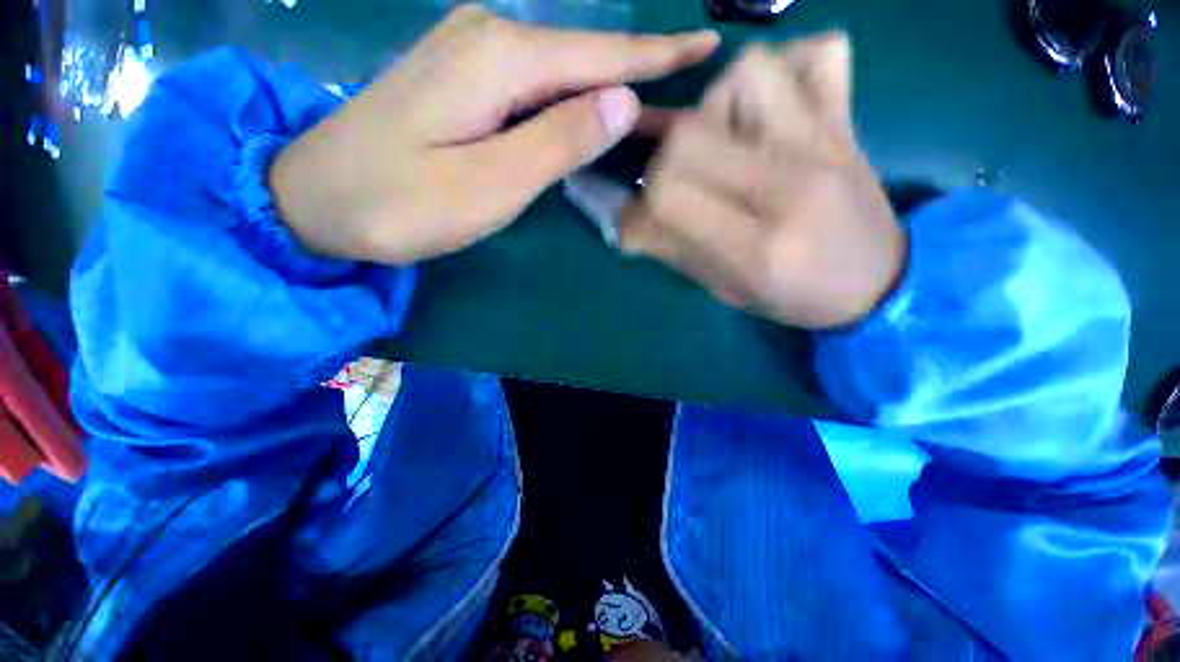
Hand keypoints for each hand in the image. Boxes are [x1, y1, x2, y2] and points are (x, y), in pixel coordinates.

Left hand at [270, 5, 718, 264]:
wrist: (318, 200)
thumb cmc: (401, 203)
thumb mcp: (488, 185)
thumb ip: (557, 143)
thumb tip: (622, 103)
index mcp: (501, 60)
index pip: (602, 56)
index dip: (658, 56)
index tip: (706, 47)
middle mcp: (490, 38)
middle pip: (585, 60)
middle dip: (639, 79)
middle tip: (686, 101)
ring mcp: (472, 56)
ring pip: (562, 72)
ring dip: (606, 92)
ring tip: (650, 113)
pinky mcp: (462, 80)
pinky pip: (535, 84)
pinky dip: (571, 99)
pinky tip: (587, 112)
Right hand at [619, 34, 905, 329]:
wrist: (879, 283)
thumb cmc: (797, 297)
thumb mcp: (727, 290)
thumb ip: (676, 251)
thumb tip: (631, 221)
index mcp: (758, 249)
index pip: (668, 198)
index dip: (637, 210)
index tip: (636, 223)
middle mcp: (790, 187)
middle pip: (690, 135)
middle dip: (661, 163)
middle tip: (670, 186)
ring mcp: (825, 143)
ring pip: (747, 74)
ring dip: (713, 104)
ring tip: (717, 140)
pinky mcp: (845, 121)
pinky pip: (818, 54)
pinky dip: (785, 67)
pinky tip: (770, 106)